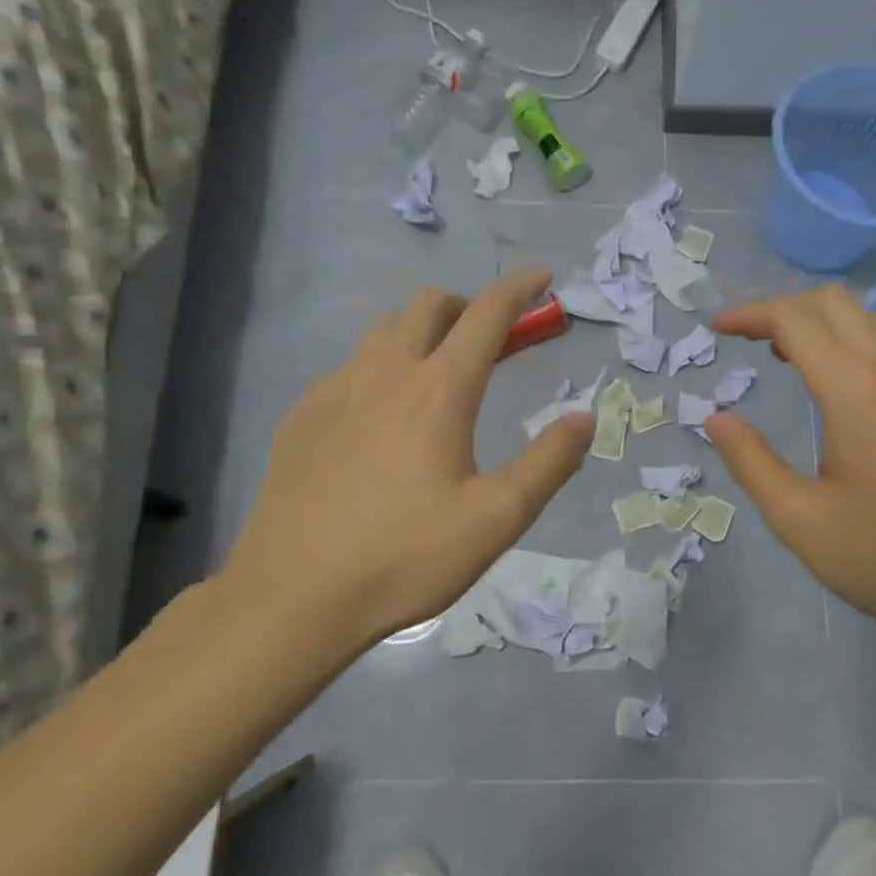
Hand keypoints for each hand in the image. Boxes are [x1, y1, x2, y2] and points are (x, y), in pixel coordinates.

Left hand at [216, 269, 591, 657]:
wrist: (292, 598)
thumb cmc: (405, 557)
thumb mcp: (497, 519)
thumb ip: (549, 462)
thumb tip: (583, 417)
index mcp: (439, 390)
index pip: (486, 315)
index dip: (519, 289)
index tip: (541, 277)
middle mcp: (384, 372)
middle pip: (428, 305)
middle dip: (468, 306)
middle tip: (491, 339)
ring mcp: (333, 390)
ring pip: (383, 331)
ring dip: (421, 333)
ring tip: (438, 376)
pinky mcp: (301, 416)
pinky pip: (348, 369)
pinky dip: (380, 370)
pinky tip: (380, 421)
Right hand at [705, 286, 875, 642]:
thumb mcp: (800, 521)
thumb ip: (751, 462)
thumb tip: (717, 418)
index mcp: (857, 392)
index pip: (796, 319)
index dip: (751, 314)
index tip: (717, 330)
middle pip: (835, 302)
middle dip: (783, 308)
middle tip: (748, 341)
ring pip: (866, 319)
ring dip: (818, 323)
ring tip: (782, 357)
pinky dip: (848, 342)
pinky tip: (832, 385)